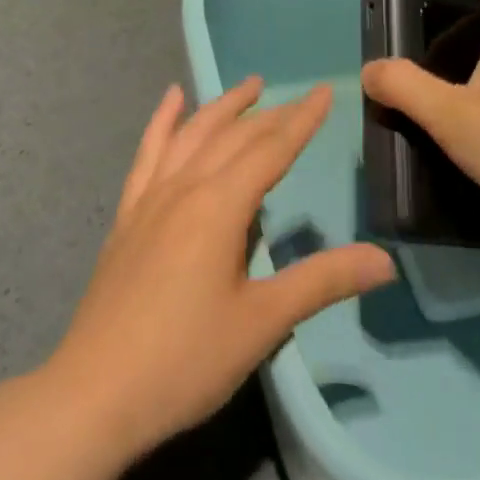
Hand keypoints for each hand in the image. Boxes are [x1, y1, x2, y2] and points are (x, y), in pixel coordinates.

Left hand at [47, 78, 395, 462]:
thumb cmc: (186, 359)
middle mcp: (184, 188)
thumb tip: (384, 260)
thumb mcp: (262, 322)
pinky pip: (147, 153)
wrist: (95, 392)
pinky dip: (162, 121)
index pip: (271, 150)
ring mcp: (150, 198)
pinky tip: (171, 99)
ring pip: (192, 135)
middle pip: (234, 137)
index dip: (302, 120)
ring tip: (249, 86)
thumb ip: (322, 282)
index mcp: (219, 207)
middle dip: (271, 114)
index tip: (325, 91)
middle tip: (300, 97)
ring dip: (222, 106)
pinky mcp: (127, 215)